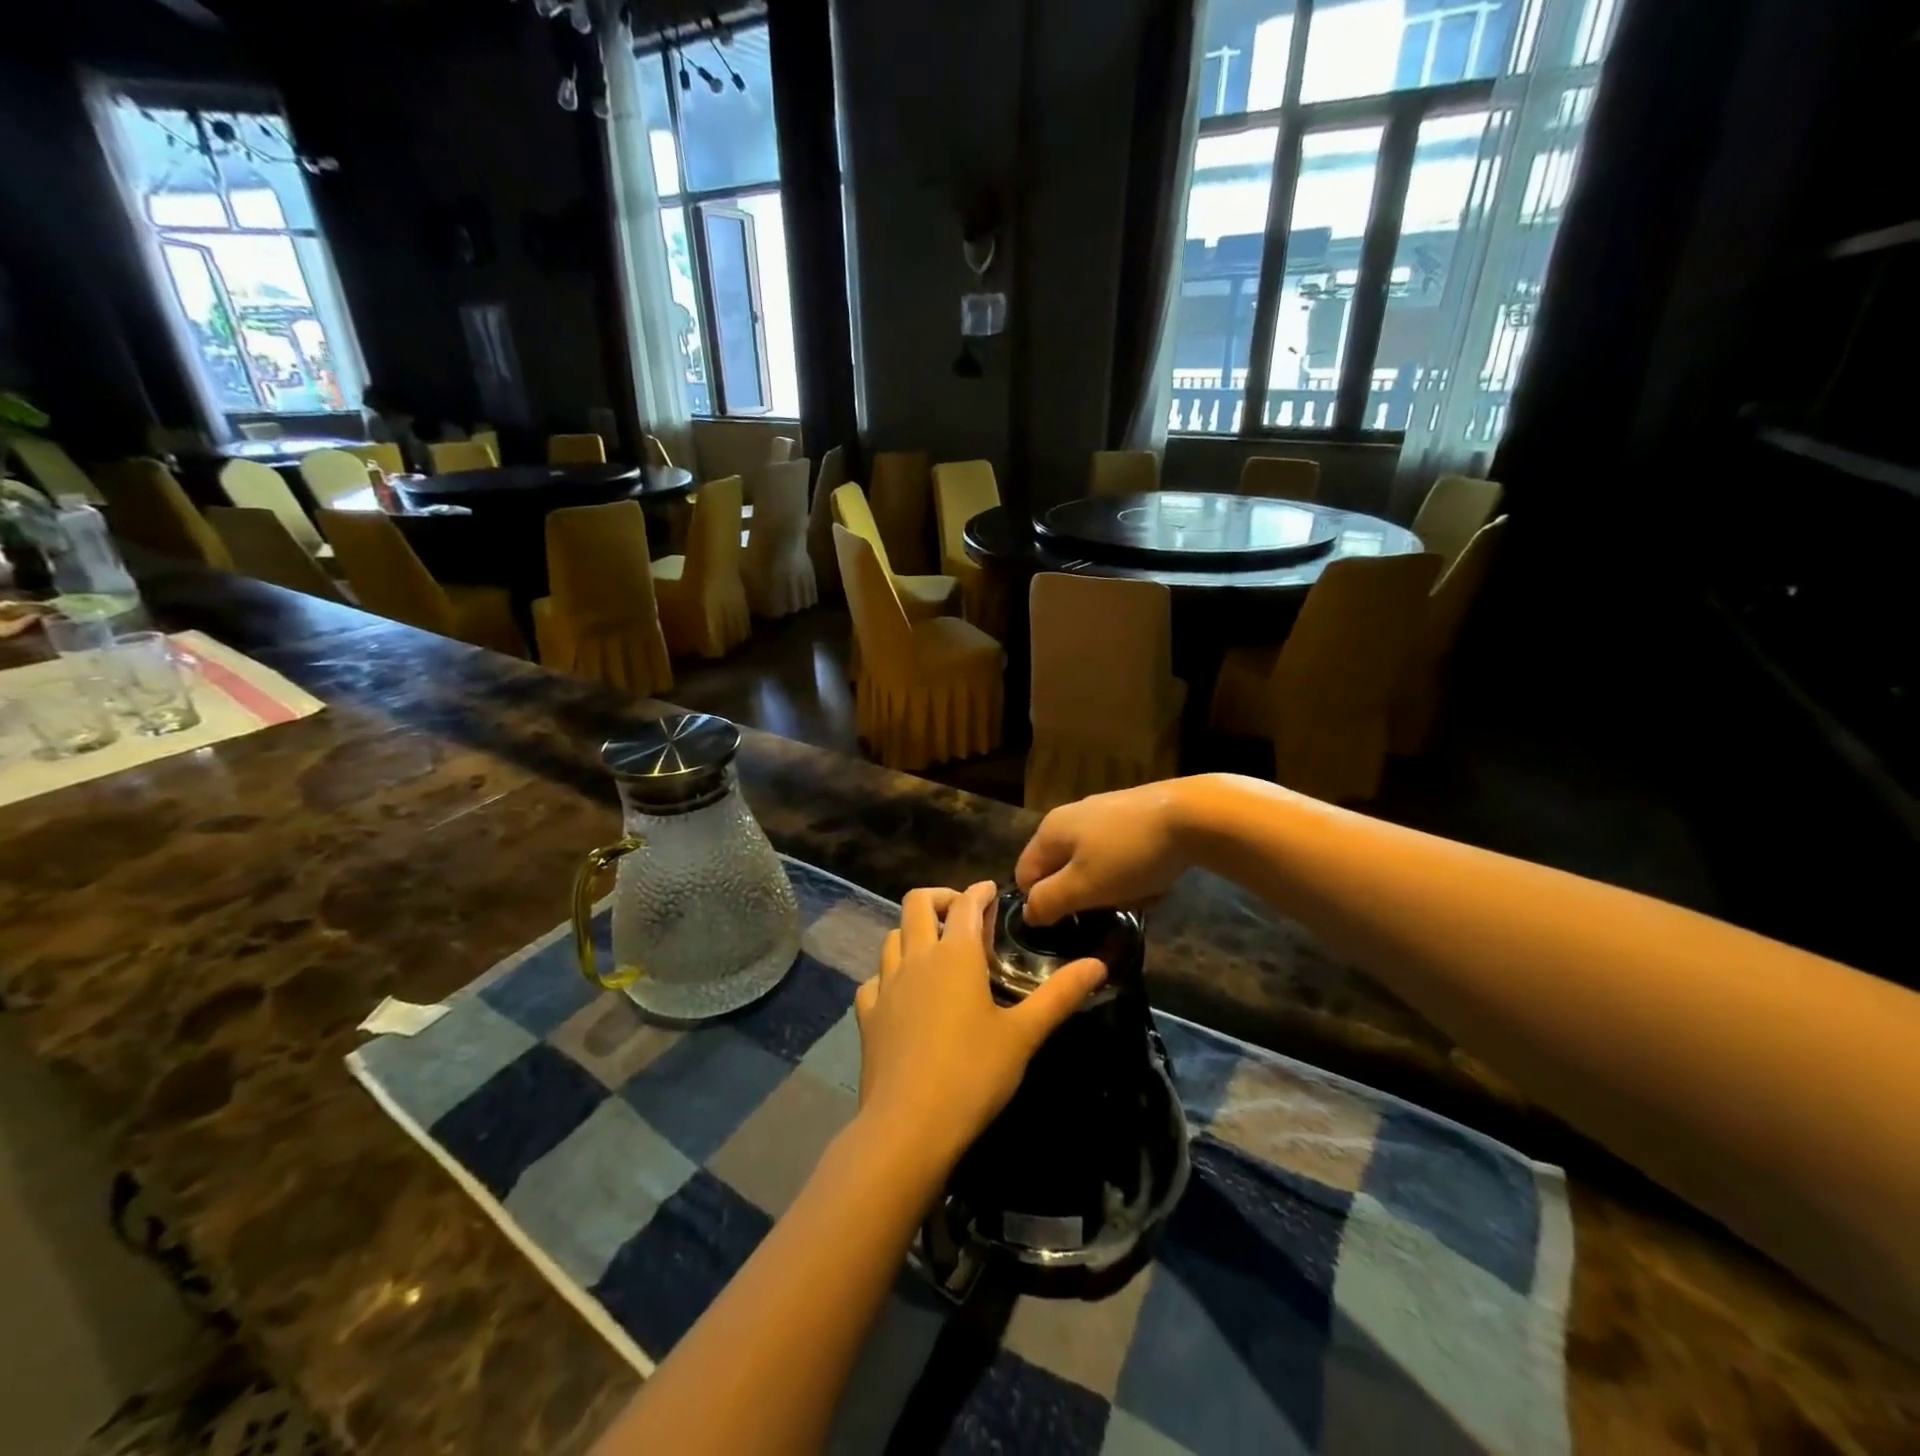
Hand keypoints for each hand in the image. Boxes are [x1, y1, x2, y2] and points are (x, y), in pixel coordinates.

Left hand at [855, 882, 1105, 1173]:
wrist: (907, 1126)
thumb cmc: (972, 1074)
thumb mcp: (1024, 1034)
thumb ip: (1060, 995)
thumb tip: (1099, 964)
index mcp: (956, 954)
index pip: (966, 903)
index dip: (979, 891)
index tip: (992, 891)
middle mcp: (917, 957)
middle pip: (917, 903)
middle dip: (941, 897)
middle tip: (963, 913)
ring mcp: (886, 984)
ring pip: (893, 935)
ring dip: (914, 931)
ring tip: (936, 949)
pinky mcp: (867, 1014)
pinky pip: (876, 978)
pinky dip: (891, 974)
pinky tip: (904, 993)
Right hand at [1015, 781, 1193, 925]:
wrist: (1193, 816)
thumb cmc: (1130, 854)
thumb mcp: (1084, 886)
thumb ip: (1048, 901)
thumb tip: (1027, 913)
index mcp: (1050, 831)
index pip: (1025, 876)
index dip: (1043, 903)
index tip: (1072, 919)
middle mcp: (1071, 817)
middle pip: (1064, 873)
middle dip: (1088, 897)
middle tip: (1114, 905)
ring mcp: (1103, 816)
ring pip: (1097, 868)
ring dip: (1117, 889)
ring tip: (1144, 893)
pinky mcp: (1133, 818)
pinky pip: (1123, 857)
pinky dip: (1136, 873)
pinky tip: (1159, 878)